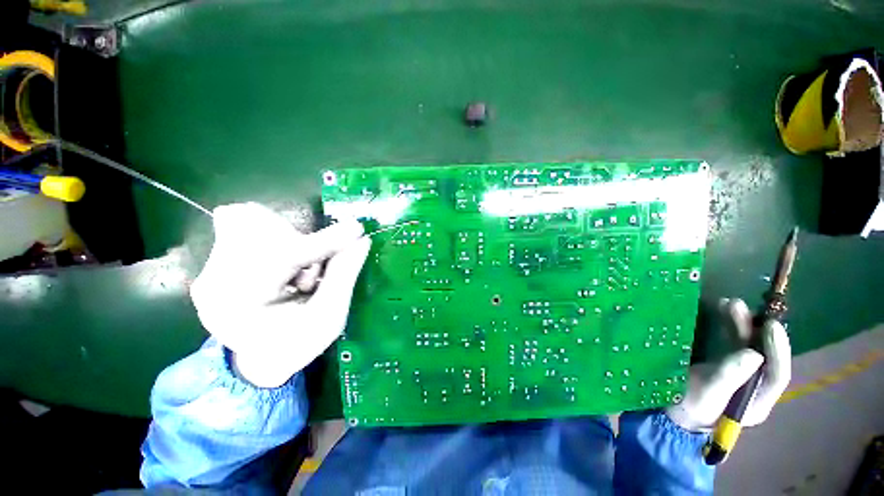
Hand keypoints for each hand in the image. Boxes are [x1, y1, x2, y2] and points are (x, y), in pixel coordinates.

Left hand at [189, 203, 370, 387]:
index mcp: (239, 305)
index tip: (356, 229)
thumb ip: (344, 275)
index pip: (283, 256)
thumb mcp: (329, 317)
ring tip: (297, 277)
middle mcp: (213, 280)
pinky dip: (279, 237)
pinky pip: (248, 224)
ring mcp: (210, 267)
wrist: (260, 360)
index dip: (325, 240)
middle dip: (300, 242)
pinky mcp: (217, 259)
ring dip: (290, 241)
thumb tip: (362, 240)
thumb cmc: (297, 344)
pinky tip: (285, 267)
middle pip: (258, 227)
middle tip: (314, 272)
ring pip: (253, 221)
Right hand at [666, 298, 791, 431]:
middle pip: (763, 356)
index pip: (777, 375)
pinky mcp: (724, 364)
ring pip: (747, 345)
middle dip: (755, 330)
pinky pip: (732, 343)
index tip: (770, 325)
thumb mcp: (706, 395)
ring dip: (741, 324)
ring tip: (728, 304)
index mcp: (756, 402)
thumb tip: (755, 354)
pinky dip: (728, 327)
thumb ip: (729, 378)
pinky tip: (720, 313)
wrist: (667, 410)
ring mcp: (739, 374)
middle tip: (740, 307)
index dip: (778, 350)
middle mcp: (754, 386)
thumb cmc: (687, 407)